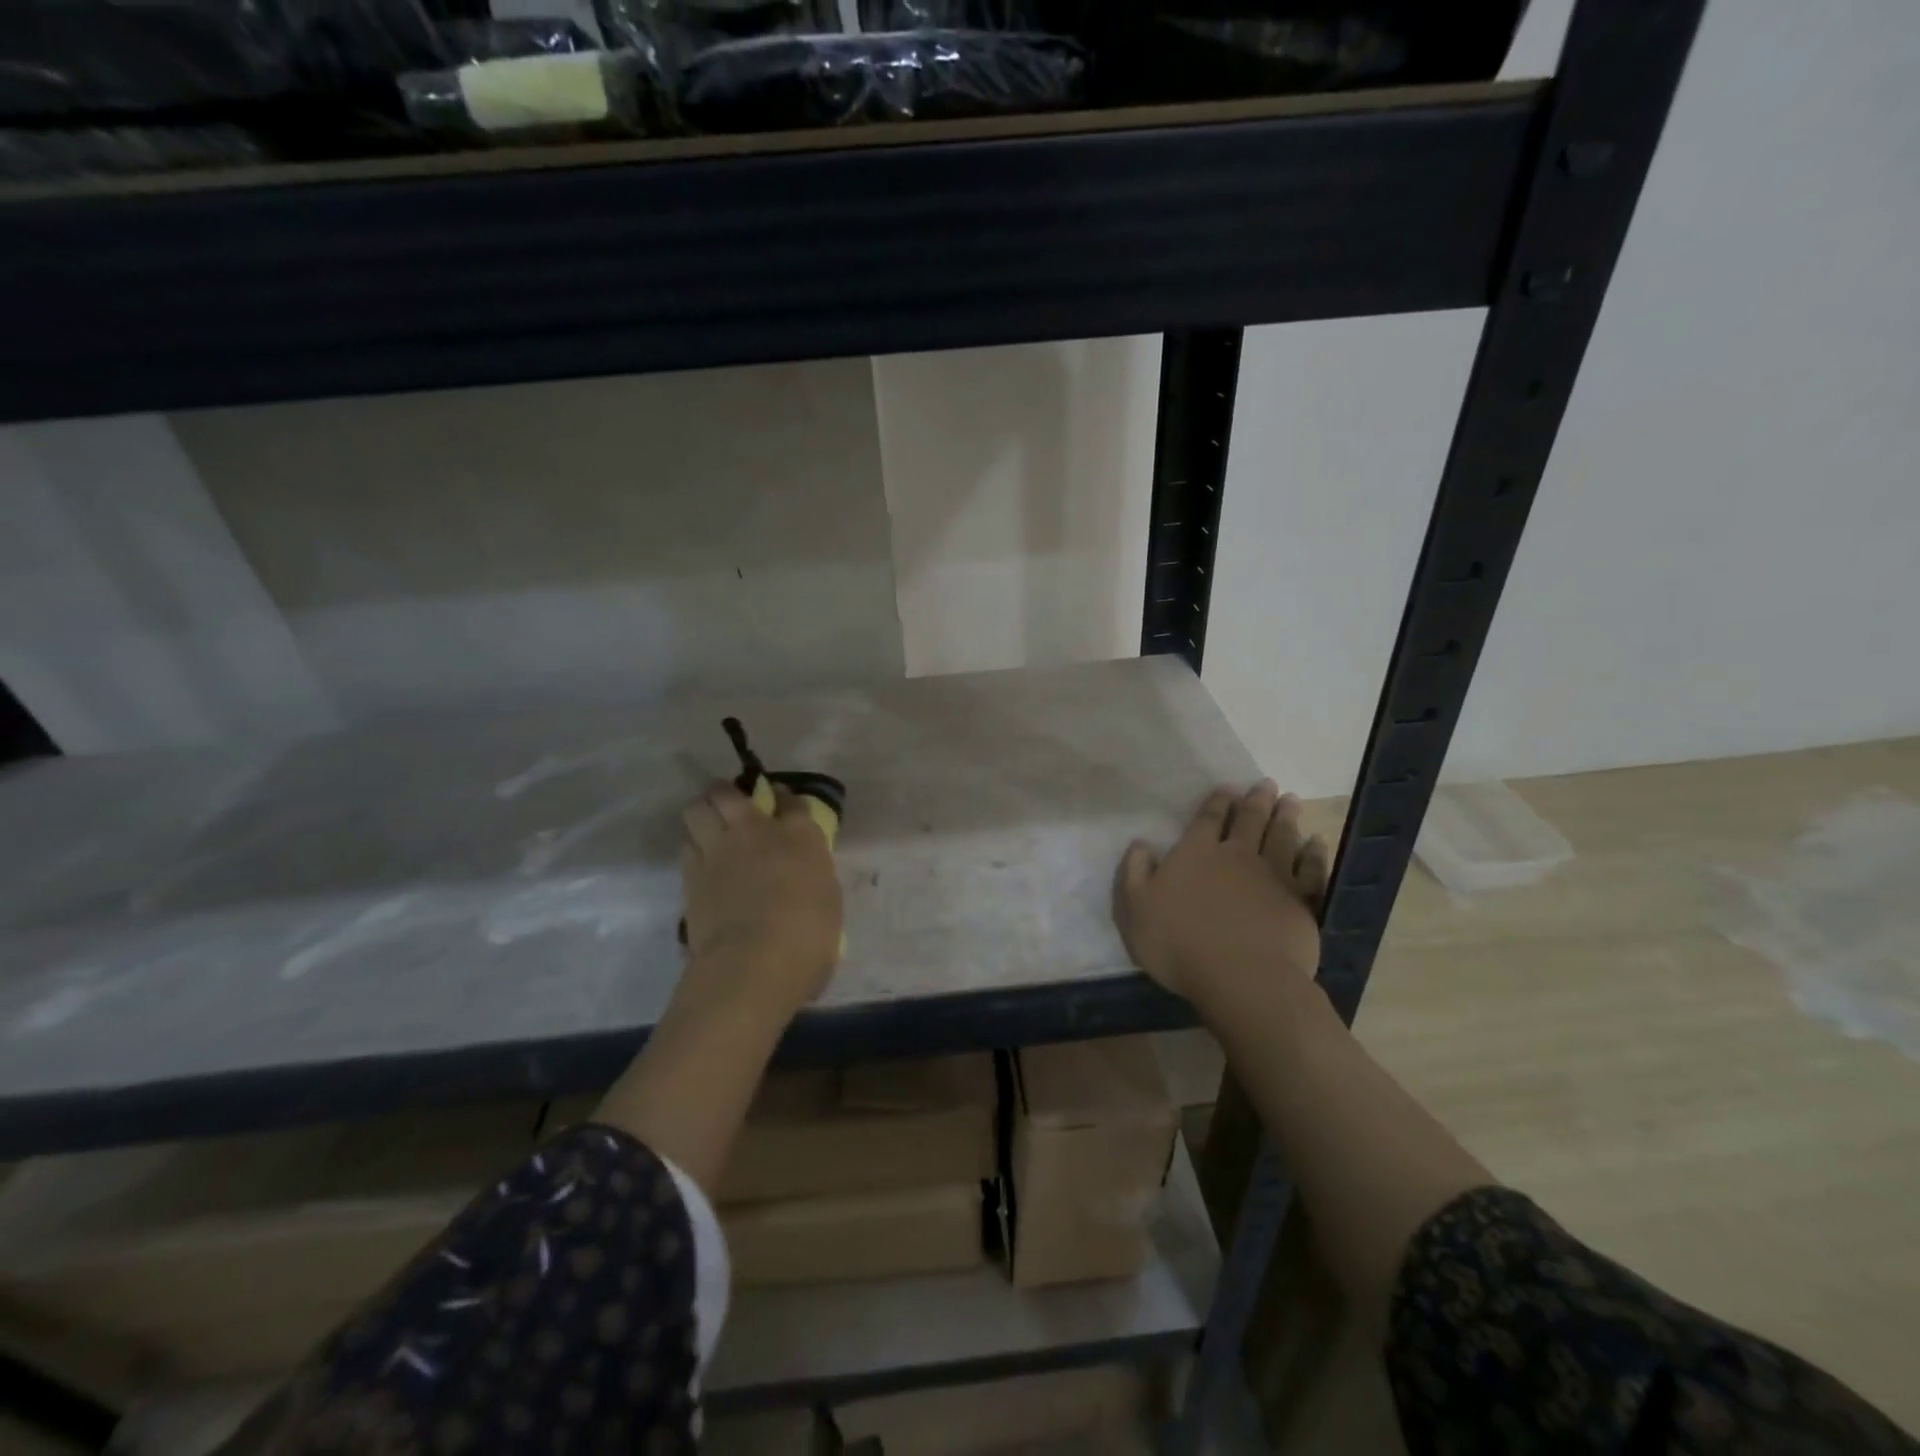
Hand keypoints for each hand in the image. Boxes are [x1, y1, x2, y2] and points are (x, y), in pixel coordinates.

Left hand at [680, 780, 843, 1020]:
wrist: (755, 960)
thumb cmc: (809, 936)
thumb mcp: (826, 900)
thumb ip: (811, 877)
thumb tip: (802, 878)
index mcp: (800, 836)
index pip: (790, 801)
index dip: (784, 799)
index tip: (781, 803)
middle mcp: (756, 831)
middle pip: (728, 793)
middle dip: (727, 793)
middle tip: (732, 806)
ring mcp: (718, 849)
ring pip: (697, 809)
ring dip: (703, 814)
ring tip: (709, 828)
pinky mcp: (691, 874)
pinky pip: (687, 846)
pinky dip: (693, 847)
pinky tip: (701, 860)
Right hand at [1114, 781, 1329, 1018]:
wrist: (1242, 978)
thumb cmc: (1180, 943)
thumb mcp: (1135, 909)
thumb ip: (1135, 872)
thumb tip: (1140, 844)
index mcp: (1196, 854)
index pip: (1208, 819)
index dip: (1218, 801)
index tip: (1228, 788)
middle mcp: (1236, 855)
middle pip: (1249, 821)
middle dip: (1256, 800)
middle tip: (1266, 784)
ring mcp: (1273, 876)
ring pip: (1281, 836)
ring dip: (1286, 816)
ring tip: (1291, 800)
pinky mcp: (1300, 901)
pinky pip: (1310, 868)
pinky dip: (1314, 852)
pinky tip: (1317, 842)